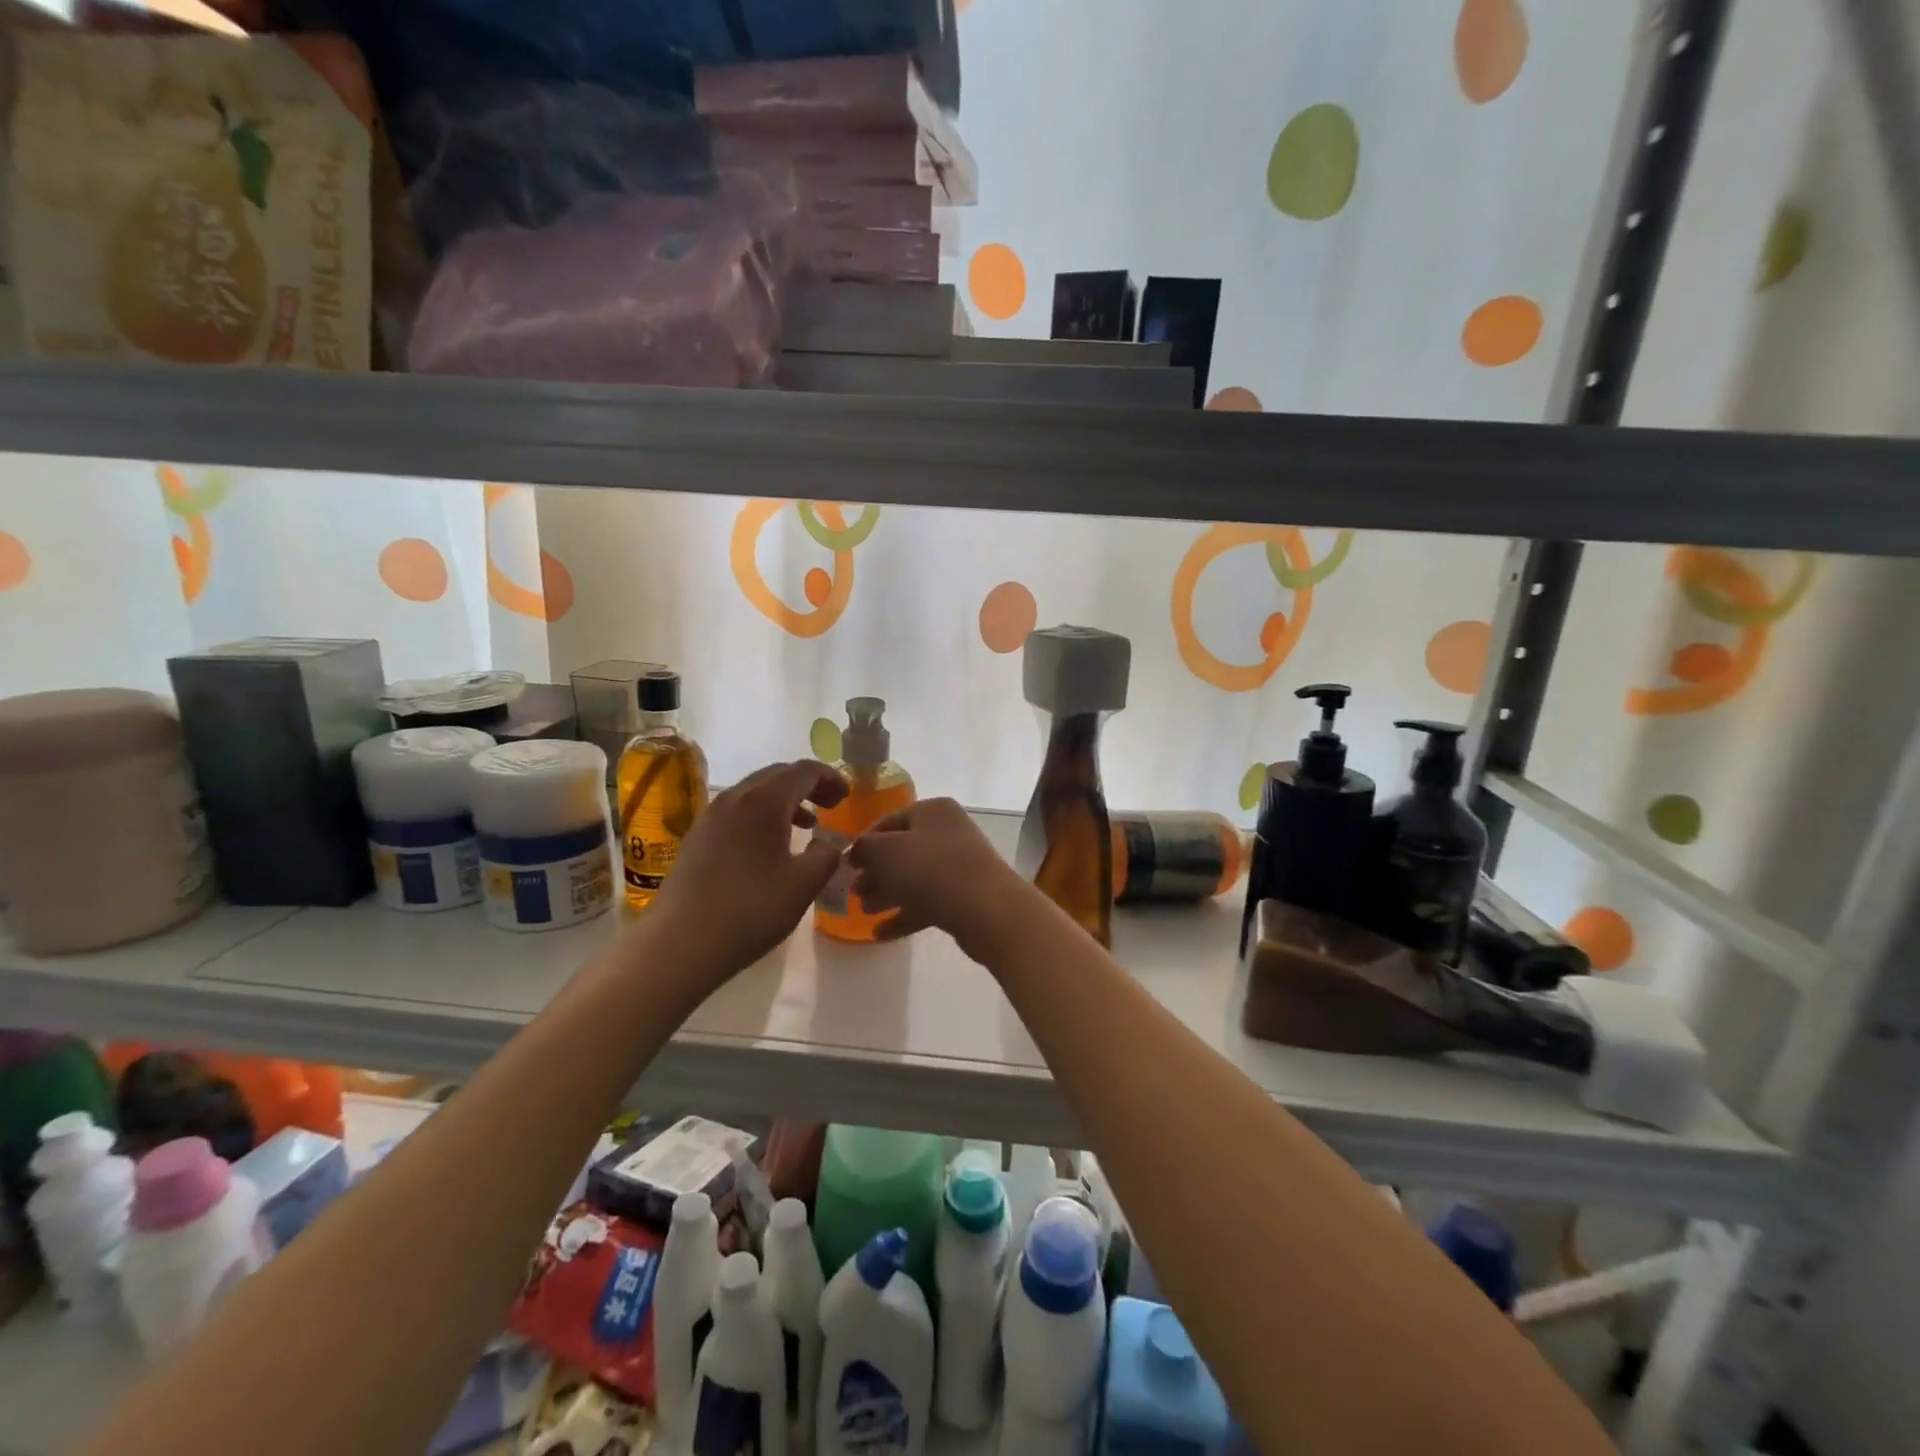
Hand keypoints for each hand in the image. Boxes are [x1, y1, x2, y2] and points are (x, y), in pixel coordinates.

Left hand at [647, 760, 847, 984]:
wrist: (680, 943)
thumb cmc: (751, 909)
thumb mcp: (804, 884)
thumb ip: (827, 856)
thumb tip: (828, 843)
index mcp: (764, 801)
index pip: (804, 771)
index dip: (830, 778)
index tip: (847, 796)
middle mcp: (734, 798)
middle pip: (777, 775)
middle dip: (807, 785)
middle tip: (830, 805)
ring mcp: (710, 816)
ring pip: (754, 793)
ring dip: (784, 801)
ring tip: (806, 825)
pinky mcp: (696, 838)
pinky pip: (737, 811)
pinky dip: (761, 816)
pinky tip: (769, 847)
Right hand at [846, 798, 1026, 953]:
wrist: (985, 909)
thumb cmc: (930, 869)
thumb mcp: (884, 852)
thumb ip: (864, 848)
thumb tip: (858, 851)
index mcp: (932, 810)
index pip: (888, 821)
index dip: (864, 842)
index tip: (845, 865)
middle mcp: (948, 832)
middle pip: (902, 851)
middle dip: (876, 873)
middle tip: (854, 893)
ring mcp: (959, 865)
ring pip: (914, 878)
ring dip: (888, 894)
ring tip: (865, 912)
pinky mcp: (965, 896)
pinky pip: (928, 901)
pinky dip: (905, 914)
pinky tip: (881, 933)